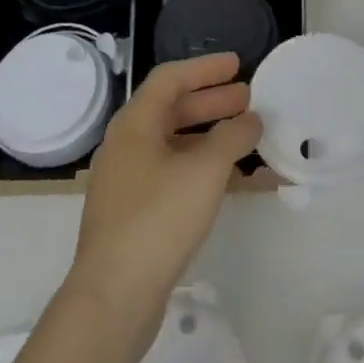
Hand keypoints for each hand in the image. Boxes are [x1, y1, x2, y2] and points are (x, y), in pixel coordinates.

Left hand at [66, 53, 261, 349]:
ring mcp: (127, 182)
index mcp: (134, 125)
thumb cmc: (158, 220)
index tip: (237, 64)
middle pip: (172, 110)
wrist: (113, 299)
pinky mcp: (133, 214)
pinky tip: (230, 180)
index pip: (170, 78)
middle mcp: (126, 146)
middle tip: (248, 99)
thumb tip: (250, 120)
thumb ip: (232, 138)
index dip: (205, 68)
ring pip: (174, 144)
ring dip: (210, 136)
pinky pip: (172, 175)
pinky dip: (201, 168)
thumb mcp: (205, 171)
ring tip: (246, 136)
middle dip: (211, 102)